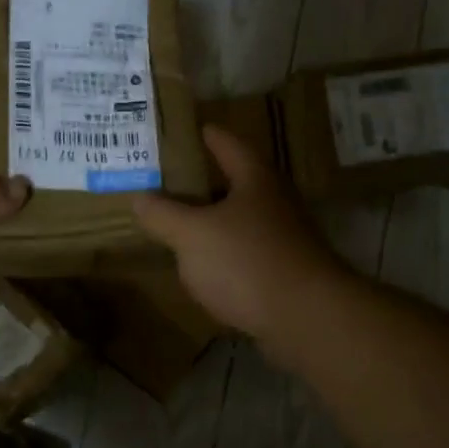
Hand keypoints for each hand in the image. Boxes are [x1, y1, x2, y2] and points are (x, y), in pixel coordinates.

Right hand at [131, 126, 346, 355]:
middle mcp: (276, 202)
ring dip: (218, 220)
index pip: (229, 145)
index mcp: (255, 180)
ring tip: (184, 223)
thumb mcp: (192, 235)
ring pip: (245, 220)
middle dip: (209, 180)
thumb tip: (140, 197)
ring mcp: (286, 239)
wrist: (308, 319)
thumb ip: (163, 214)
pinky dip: (228, 253)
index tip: (195, 128)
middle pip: (239, 182)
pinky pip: (249, 253)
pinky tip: (208, 267)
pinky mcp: (288, 273)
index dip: (210, 135)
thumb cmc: (247, 261)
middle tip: (175, 179)